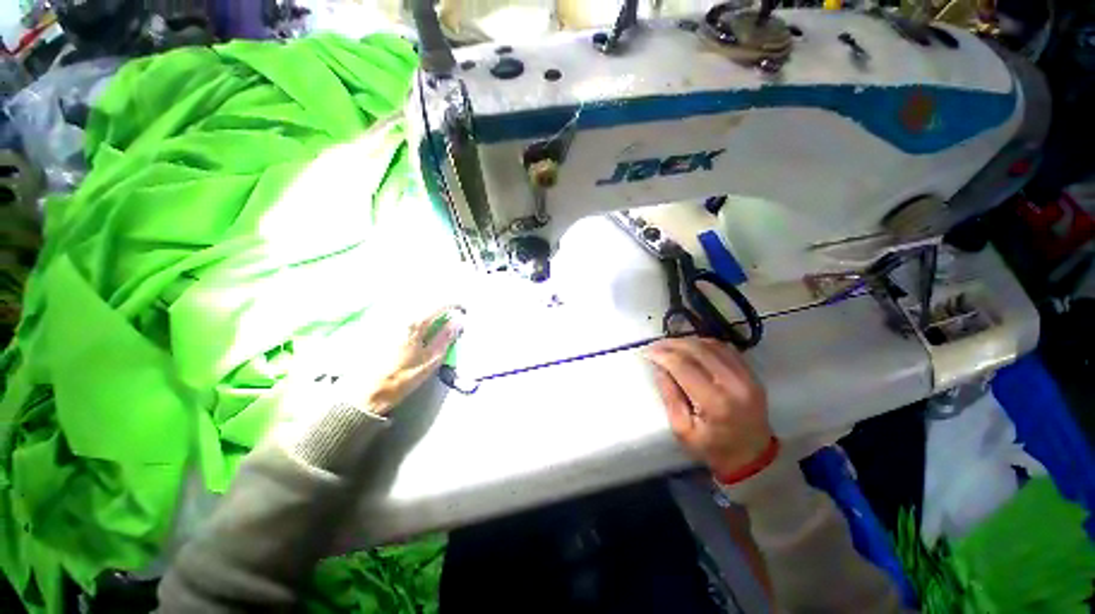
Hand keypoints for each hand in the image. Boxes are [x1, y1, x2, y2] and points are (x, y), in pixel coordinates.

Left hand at [362, 305, 462, 415]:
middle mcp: (398, 312)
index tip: (463, 310)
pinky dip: (409, 305)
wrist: (364, 393)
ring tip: (434, 312)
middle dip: (440, 300)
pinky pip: (396, 305)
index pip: (440, 303)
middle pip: (424, 296)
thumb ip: (445, 338)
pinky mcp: (374, 321)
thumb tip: (458, 321)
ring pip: (410, 298)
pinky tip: (413, 316)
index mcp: (414, 322)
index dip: (455, 304)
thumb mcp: (430, 361)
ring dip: (425, 301)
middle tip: (450, 310)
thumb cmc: (401, 378)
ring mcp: (384, 315)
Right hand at [643, 337, 772, 477]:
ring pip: (711, 345)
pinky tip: (691, 347)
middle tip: (655, 346)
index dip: (662, 355)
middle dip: (671, 344)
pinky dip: (704, 344)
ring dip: (687, 341)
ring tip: (670, 346)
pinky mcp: (752, 374)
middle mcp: (734, 384)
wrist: (753, 456)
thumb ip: (669, 396)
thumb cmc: (712, 448)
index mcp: (715, 402)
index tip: (647, 352)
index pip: (683, 366)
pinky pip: (725, 348)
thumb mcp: (682, 430)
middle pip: (697, 350)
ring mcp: (747, 376)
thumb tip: (658, 368)